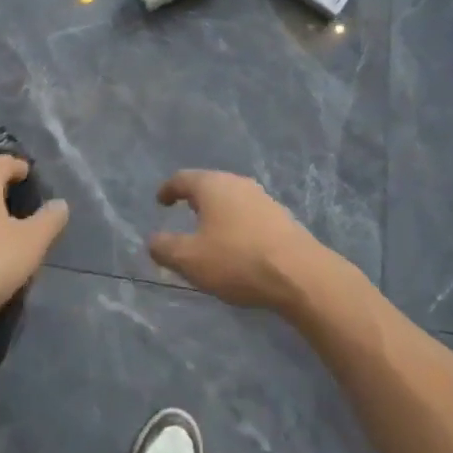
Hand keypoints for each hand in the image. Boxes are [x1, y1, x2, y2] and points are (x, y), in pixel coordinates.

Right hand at [148, 170, 328, 311]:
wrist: (299, 273)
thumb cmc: (237, 260)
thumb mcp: (191, 260)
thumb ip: (165, 248)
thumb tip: (152, 240)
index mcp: (212, 185)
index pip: (183, 179)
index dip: (168, 190)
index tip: (161, 201)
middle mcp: (237, 182)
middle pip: (209, 184)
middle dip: (195, 198)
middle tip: (184, 213)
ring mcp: (262, 197)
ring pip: (231, 198)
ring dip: (217, 211)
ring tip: (210, 231)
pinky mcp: (280, 216)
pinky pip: (248, 213)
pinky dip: (236, 223)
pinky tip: (237, 244)